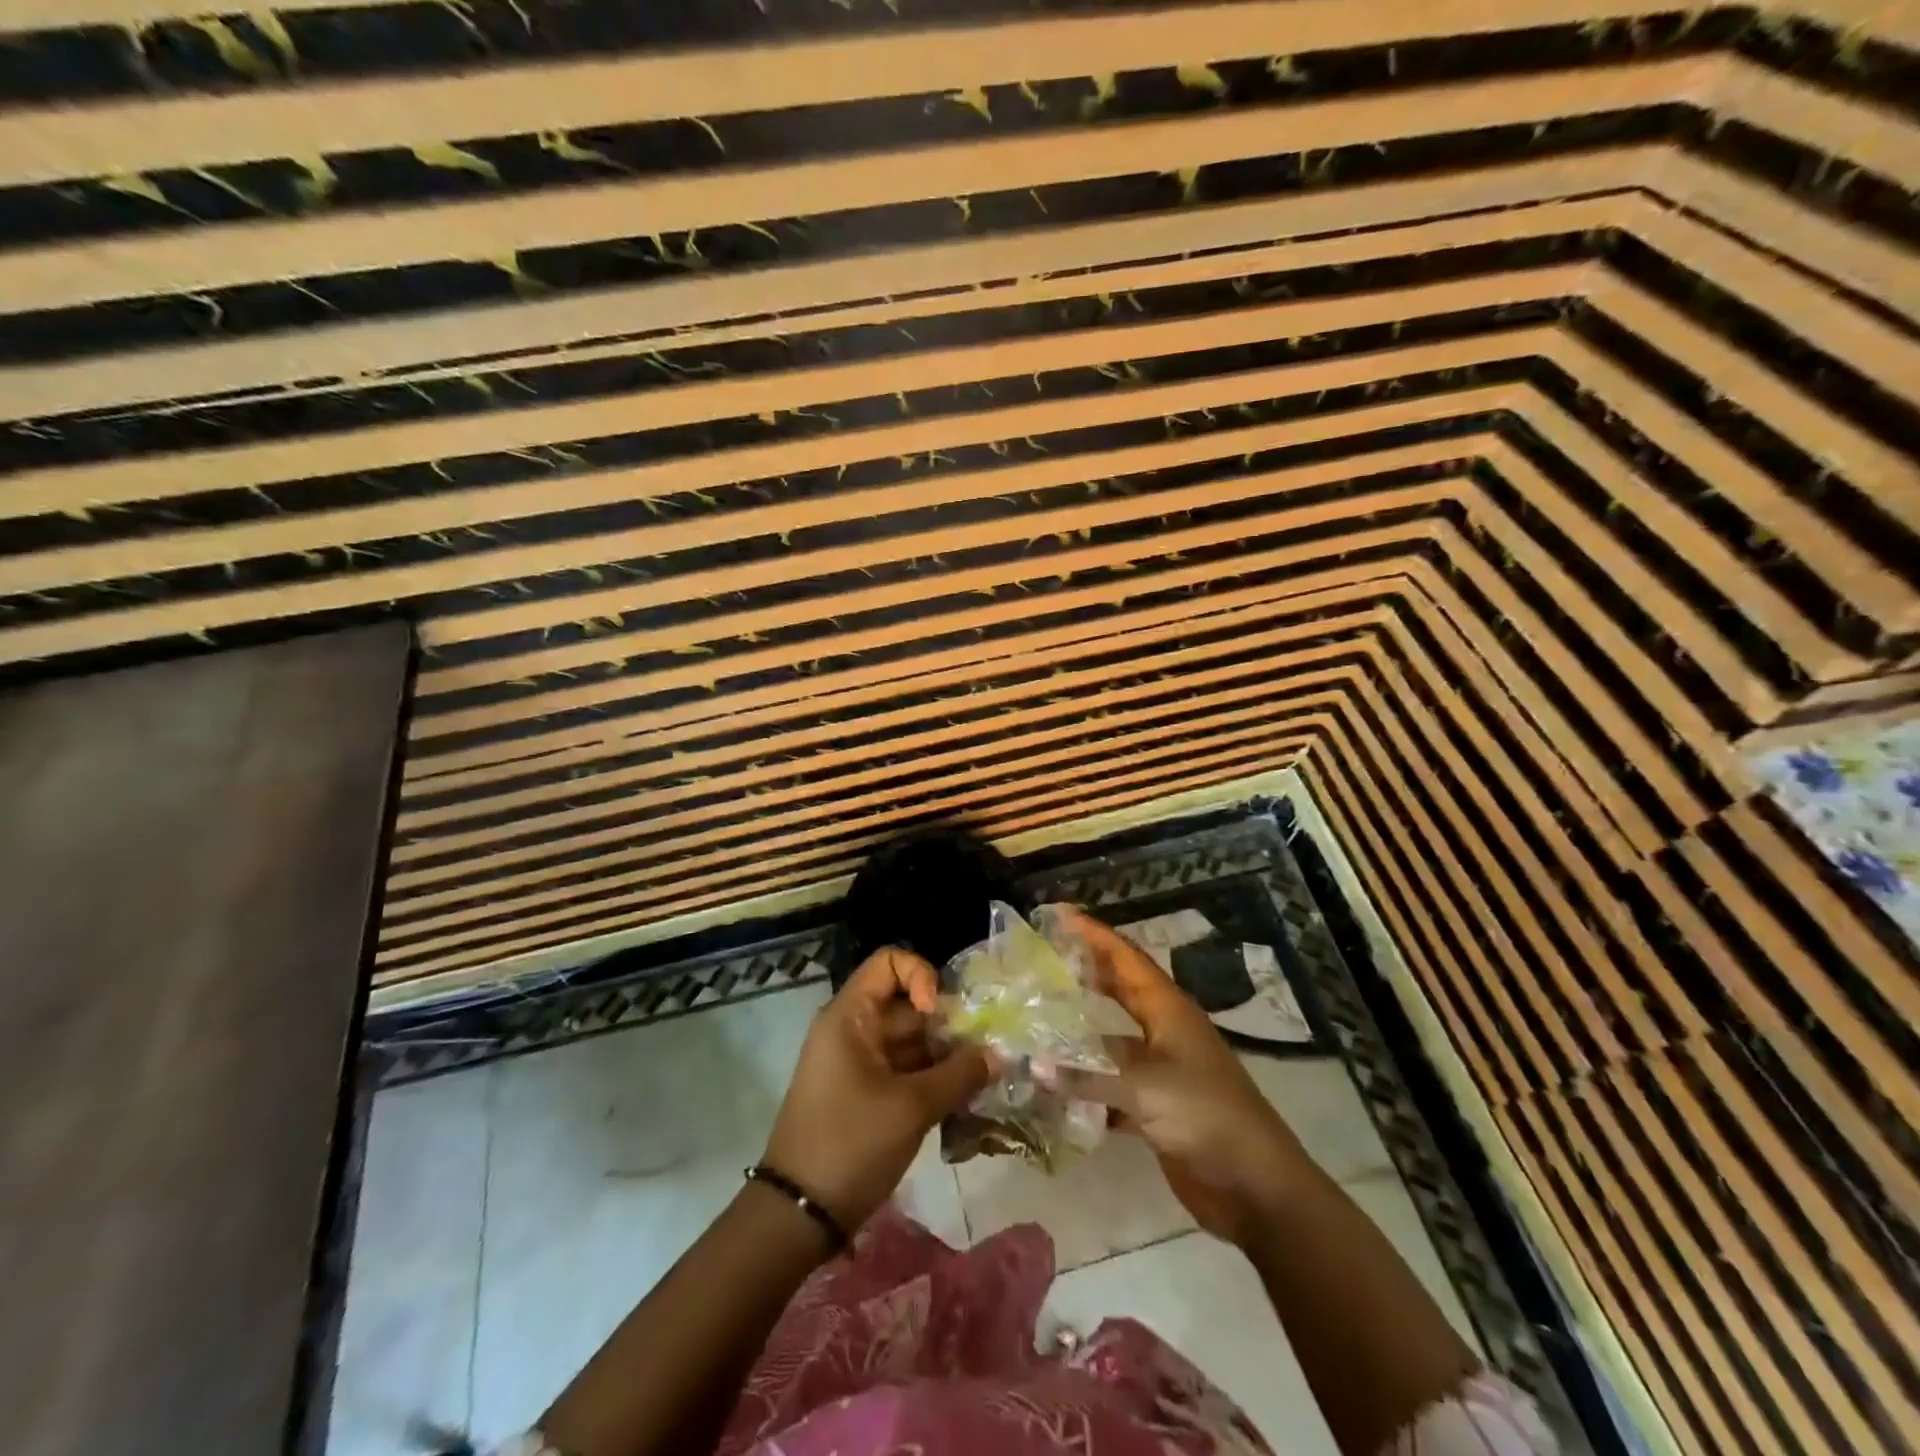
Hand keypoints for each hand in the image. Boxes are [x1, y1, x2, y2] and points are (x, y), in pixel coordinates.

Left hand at [762, 947, 991, 1231]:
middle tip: (982, 1054)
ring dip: (945, 1056)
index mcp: (851, 1016)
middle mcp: (853, 1029)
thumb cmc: (850, 1144)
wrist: (798, 1214)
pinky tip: (961, 1101)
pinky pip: (904, 1070)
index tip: (939, 1015)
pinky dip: (931, 1079)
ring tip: (979, 1081)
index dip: (921, 976)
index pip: (890, 962)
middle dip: (947, 1025)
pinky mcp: (865, 1093)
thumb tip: (996, 1055)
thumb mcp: (911, 1108)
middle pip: (907, 1004)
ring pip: (910, 1041)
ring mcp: (858, 1062)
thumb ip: (959, 1075)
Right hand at [1052, 906, 1308, 1244]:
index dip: (1094, 934)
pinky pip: (1112, 1081)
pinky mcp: (1156, 1106)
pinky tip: (1054, 1082)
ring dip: (1080, 1027)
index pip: (1125, 958)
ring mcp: (1161, 1069)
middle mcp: (1164, 1031)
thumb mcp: (1146, 1090)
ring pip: (1112, 1036)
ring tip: (1038, 1014)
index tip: (1057, 914)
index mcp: (1168, 1011)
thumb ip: (1088, 1075)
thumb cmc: (1206, 1117)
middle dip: (1085, 970)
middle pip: (1120, 988)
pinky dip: (1086, 1079)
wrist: (1256, 1187)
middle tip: (1042, 957)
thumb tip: (1033, 1064)